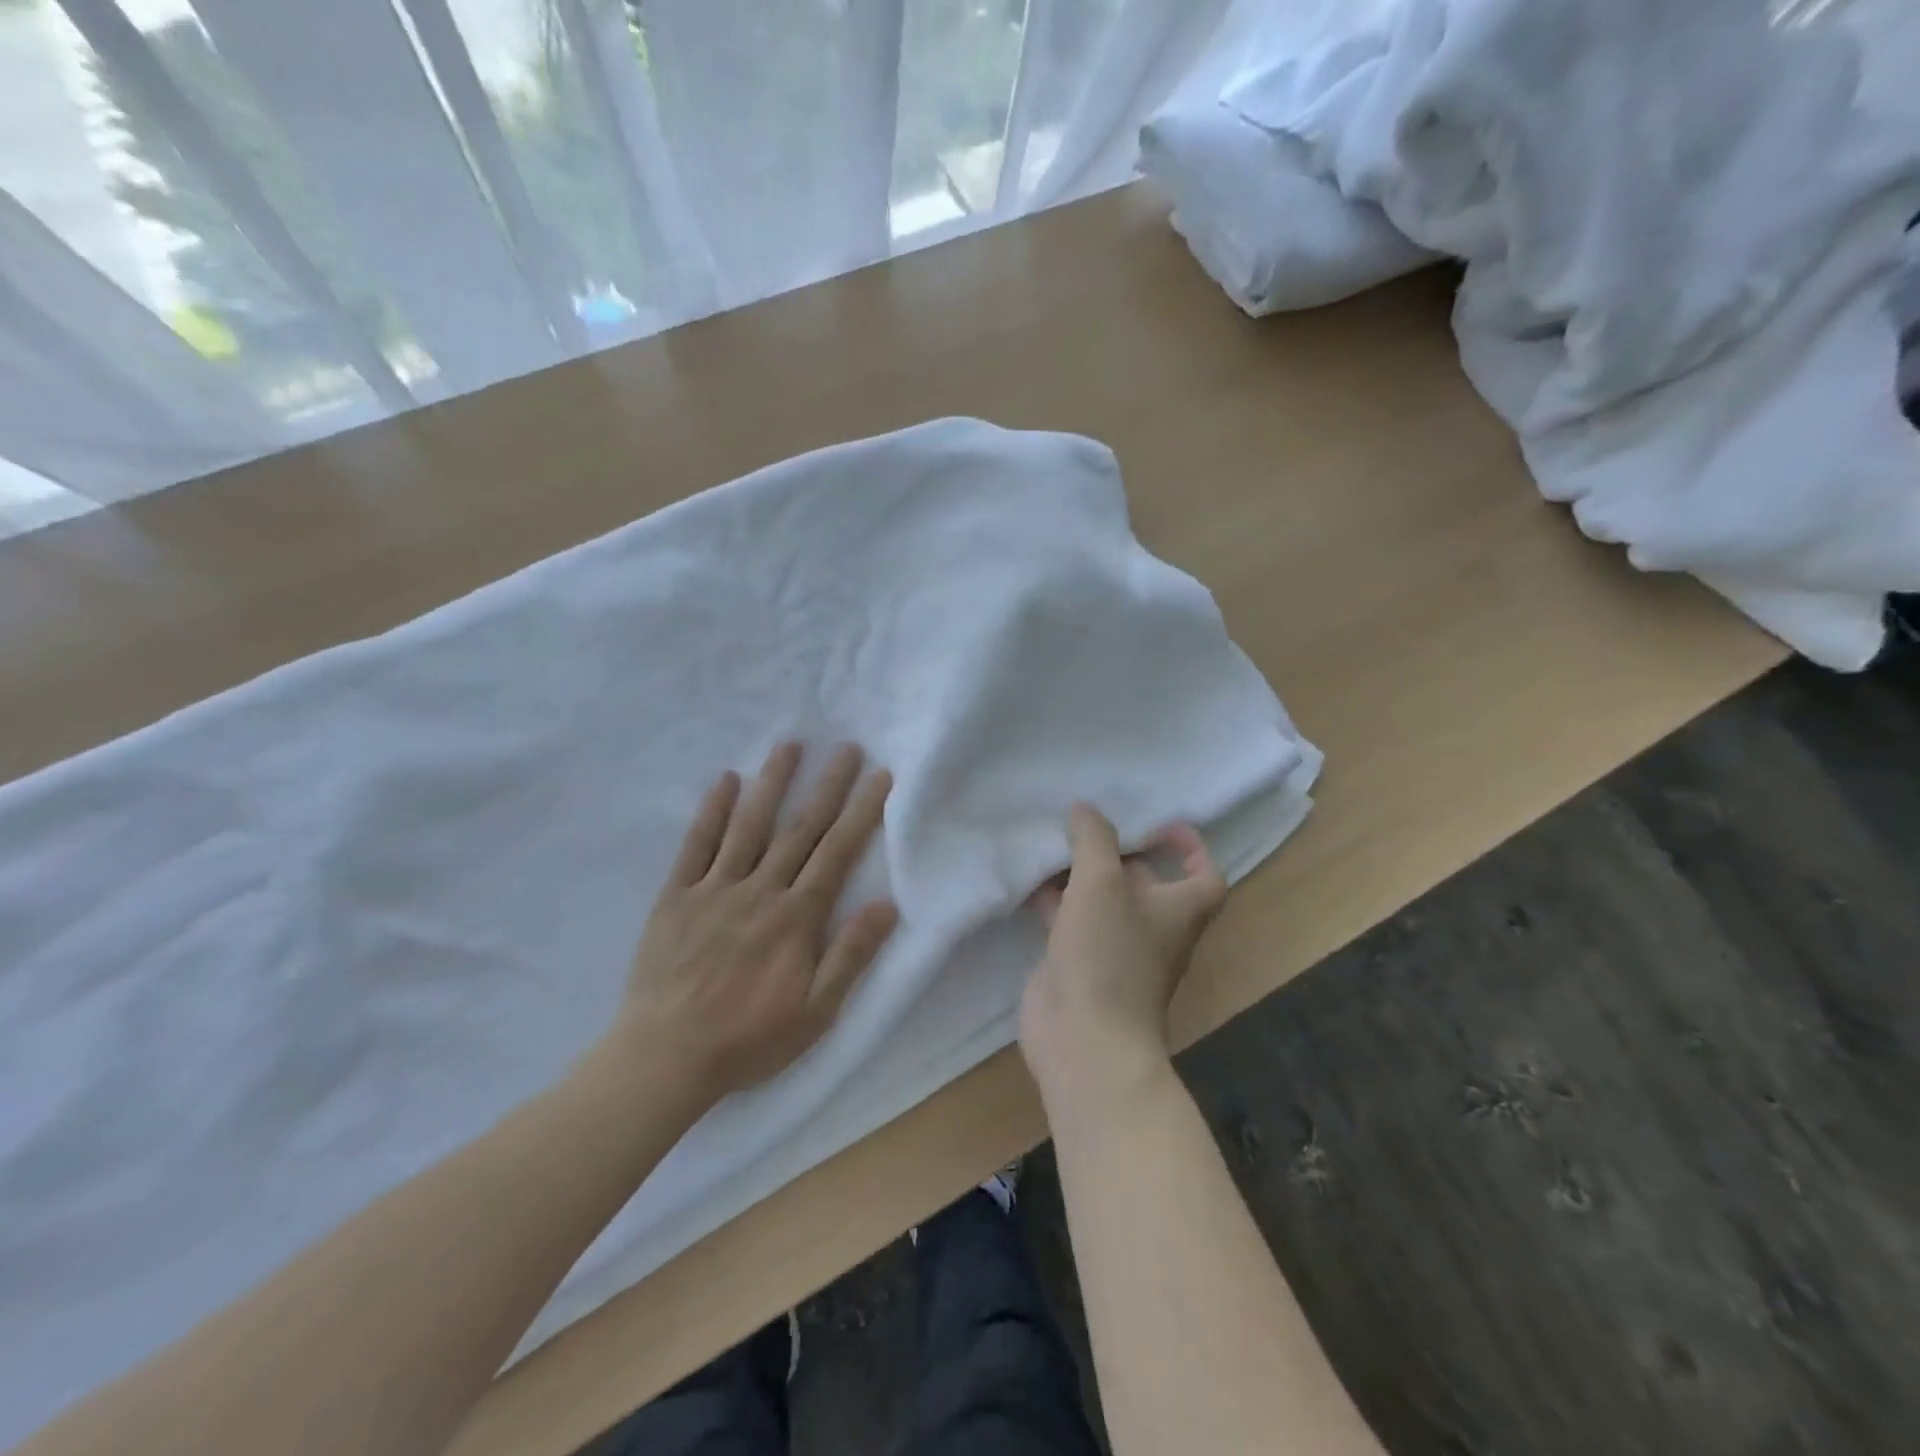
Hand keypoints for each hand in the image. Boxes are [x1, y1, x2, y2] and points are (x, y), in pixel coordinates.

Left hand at [605, 742, 897, 1103]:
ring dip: (772, 783)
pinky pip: (696, 845)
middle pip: (800, 829)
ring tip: (790, 745)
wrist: (665, 1057)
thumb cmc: (748, 1039)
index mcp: (796, 917)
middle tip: (845, 746)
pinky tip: (726, 780)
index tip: (879, 776)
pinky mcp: (676, 896)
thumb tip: (886, 904)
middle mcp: (760, 891)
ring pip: (750, 826)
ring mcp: (715, 889)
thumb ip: (851, 955)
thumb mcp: (816, 1012)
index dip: (861, 811)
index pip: (837, 852)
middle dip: (827, 785)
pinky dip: (711, 811)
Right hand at [1019, 805, 1226, 1111]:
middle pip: (1145, 882)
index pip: (1204, 875)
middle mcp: (1153, 929)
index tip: (1158, 824)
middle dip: (1118, 852)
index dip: (1189, 847)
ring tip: (1051, 843)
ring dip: (1080, 874)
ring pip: (1102, 900)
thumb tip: (1084, 809)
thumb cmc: (1108, 953)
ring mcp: (1115, 949)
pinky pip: (1070, 921)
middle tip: (1085, 824)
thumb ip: (1093, 838)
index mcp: (1178, 910)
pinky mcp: (1080, 964)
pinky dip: (1053, 900)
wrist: (1084, 1039)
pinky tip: (1027, 881)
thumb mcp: (1101, 881)